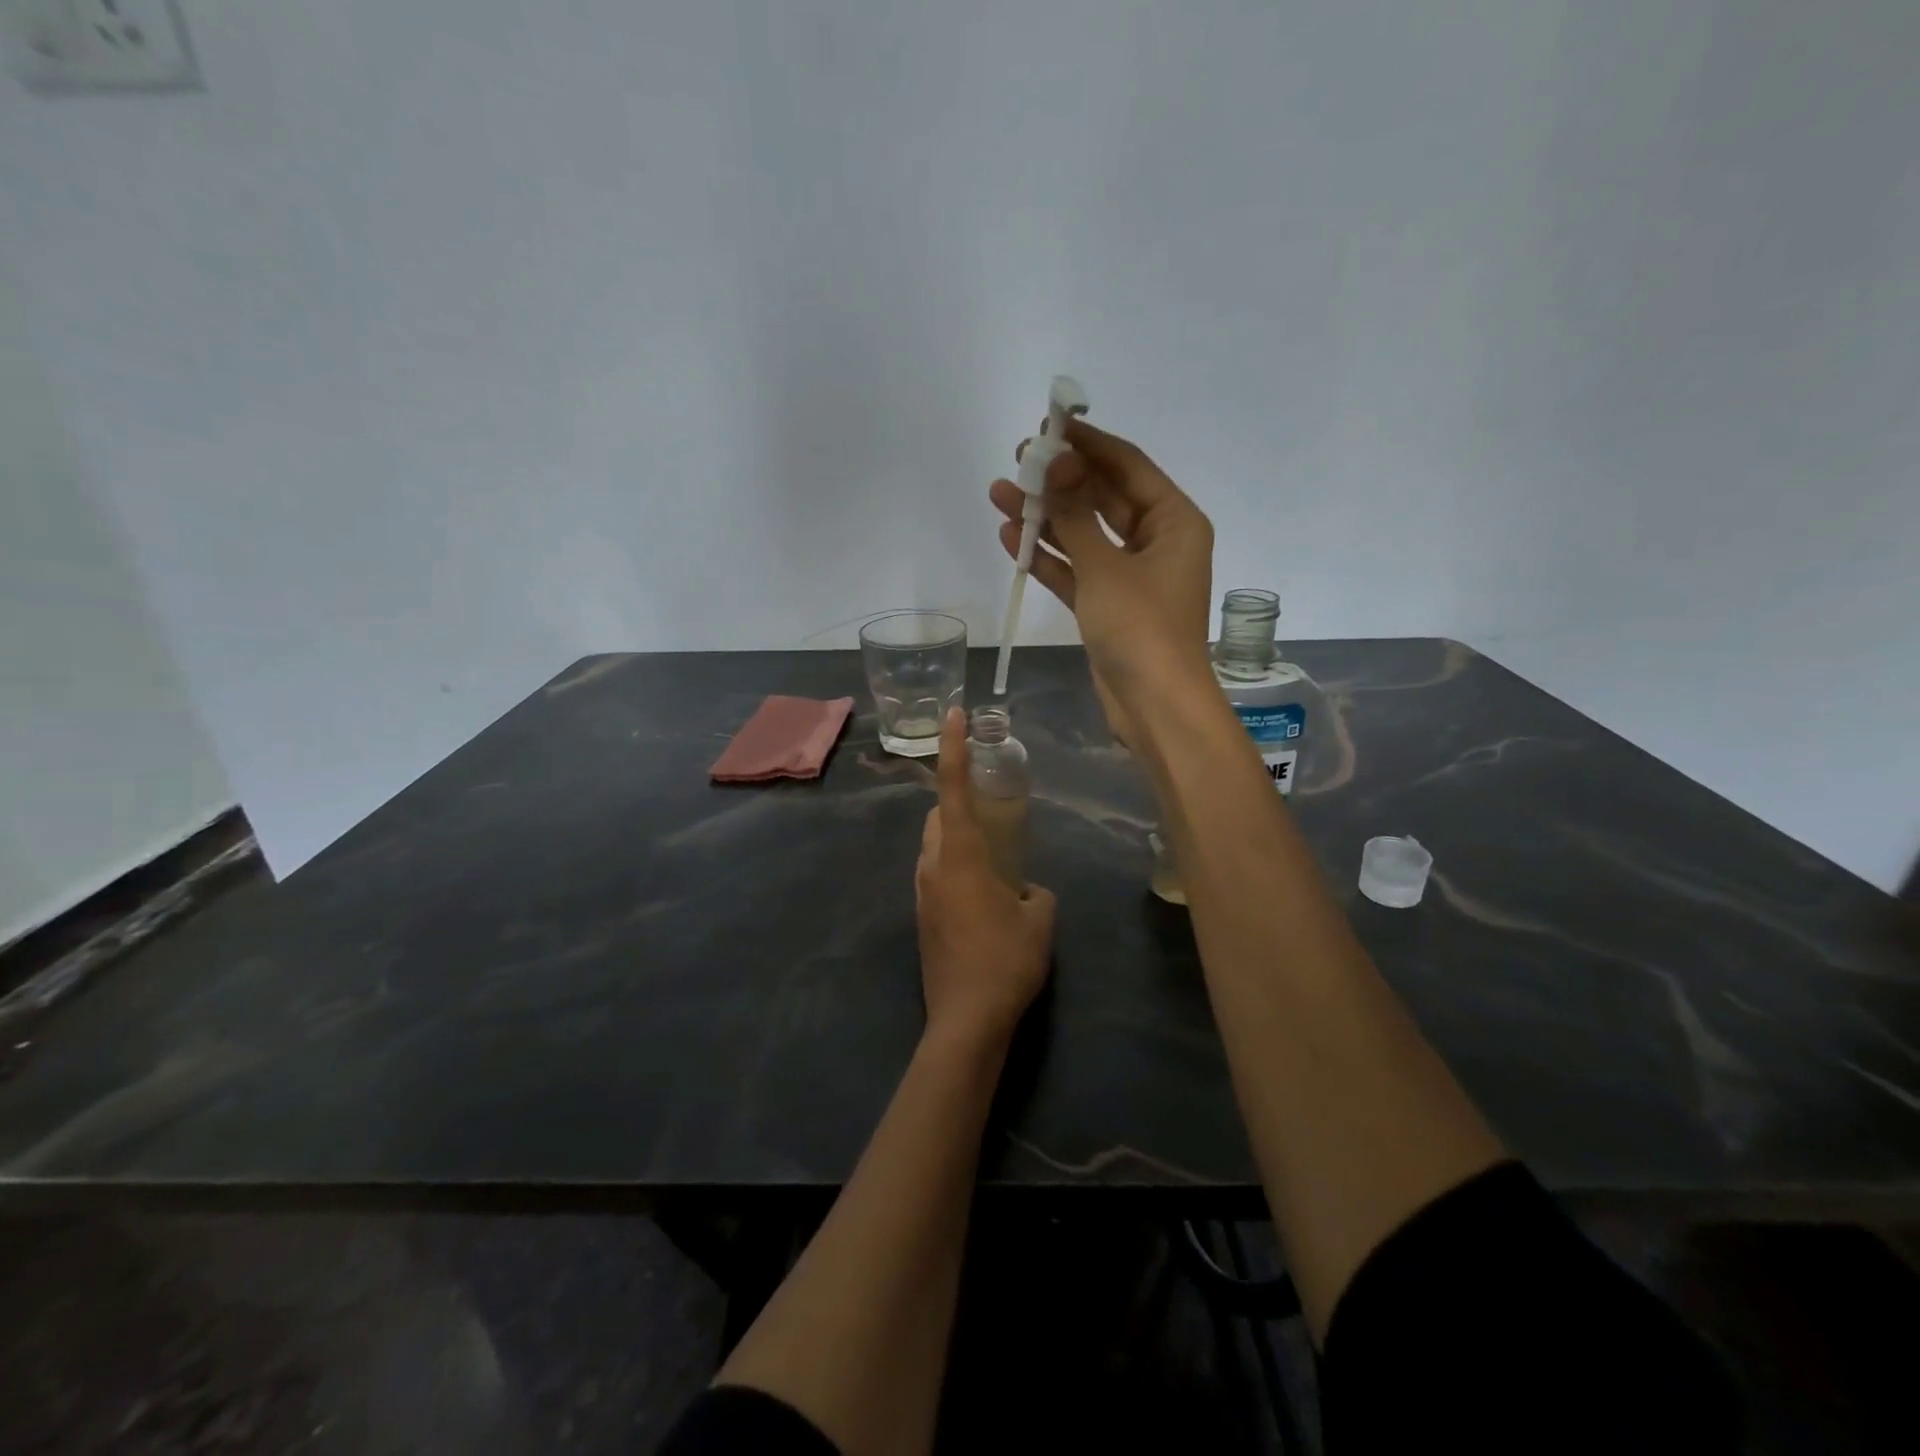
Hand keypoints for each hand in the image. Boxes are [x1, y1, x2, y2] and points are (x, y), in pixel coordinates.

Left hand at [914, 708, 1055, 1049]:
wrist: (966, 1021)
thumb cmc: (1006, 961)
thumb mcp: (1040, 920)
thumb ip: (1036, 893)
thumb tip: (1027, 891)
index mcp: (960, 856)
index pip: (952, 789)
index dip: (952, 749)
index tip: (954, 716)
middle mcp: (932, 867)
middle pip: (936, 817)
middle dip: (957, 802)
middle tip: (991, 808)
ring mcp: (922, 894)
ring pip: (933, 848)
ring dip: (955, 838)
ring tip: (992, 856)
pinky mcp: (922, 919)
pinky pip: (935, 876)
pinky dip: (954, 868)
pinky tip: (983, 895)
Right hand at [990, 419, 1213, 744]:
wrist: (1154, 707)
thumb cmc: (1141, 629)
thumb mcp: (1105, 567)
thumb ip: (1076, 515)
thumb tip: (1055, 462)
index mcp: (1175, 522)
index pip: (1128, 467)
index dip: (1088, 444)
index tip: (1050, 424)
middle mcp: (1156, 542)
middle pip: (1103, 498)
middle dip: (1061, 481)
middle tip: (1018, 460)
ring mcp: (1131, 575)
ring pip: (1085, 535)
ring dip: (1046, 518)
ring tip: (1000, 493)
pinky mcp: (1109, 605)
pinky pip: (1077, 570)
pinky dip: (1049, 557)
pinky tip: (1013, 538)